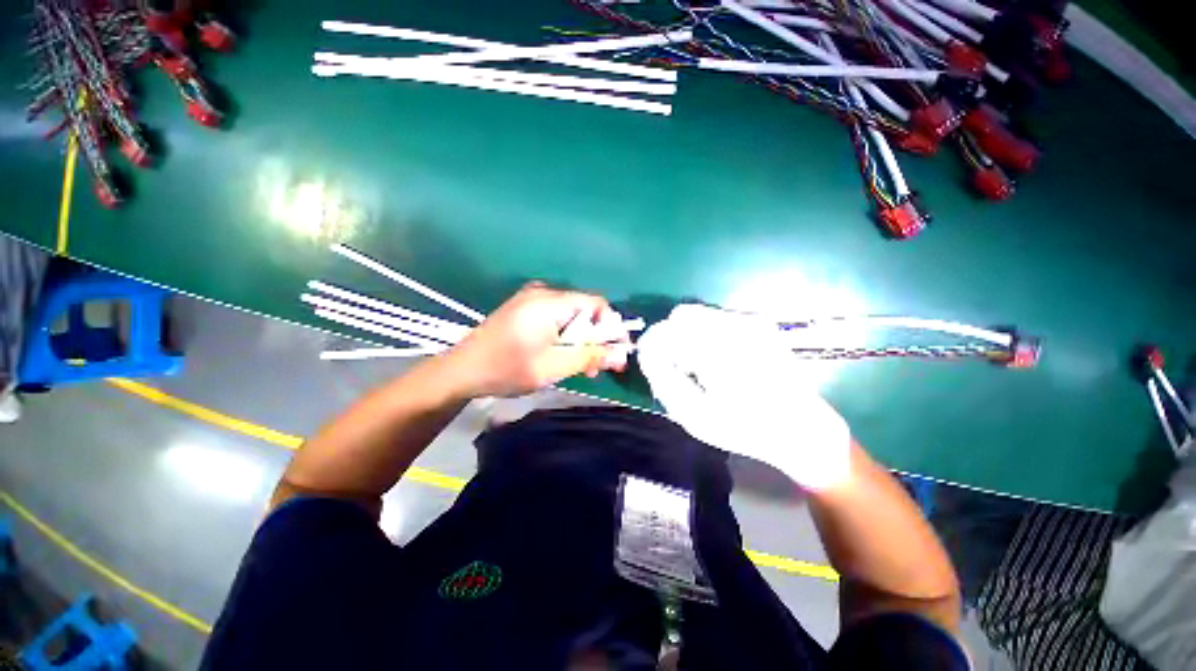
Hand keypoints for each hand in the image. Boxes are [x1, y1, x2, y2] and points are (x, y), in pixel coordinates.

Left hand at [443, 283, 630, 398]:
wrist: (461, 371)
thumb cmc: (506, 369)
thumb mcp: (553, 367)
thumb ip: (589, 356)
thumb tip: (621, 354)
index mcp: (550, 302)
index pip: (596, 303)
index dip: (612, 327)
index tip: (617, 352)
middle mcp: (543, 293)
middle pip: (584, 310)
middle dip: (596, 339)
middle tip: (599, 367)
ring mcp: (531, 299)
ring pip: (571, 316)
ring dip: (581, 341)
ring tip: (581, 367)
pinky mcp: (524, 309)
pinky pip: (556, 318)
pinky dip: (565, 337)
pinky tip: (562, 356)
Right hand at [636, 304, 851, 489]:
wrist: (802, 428)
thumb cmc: (745, 428)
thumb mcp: (694, 415)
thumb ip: (664, 380)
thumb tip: (648, 353)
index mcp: (719, 352)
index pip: (668, 331)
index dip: (653, 345)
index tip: (653, 364)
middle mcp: (736, 327)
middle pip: (683, 315)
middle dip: (672, 338)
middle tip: (680, 367)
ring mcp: (752, 322)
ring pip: (699, 315)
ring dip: (689, 335)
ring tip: (700, 366)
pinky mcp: (760, 324)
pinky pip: (717, 319)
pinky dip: (706, 334)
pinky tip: (718, 359)